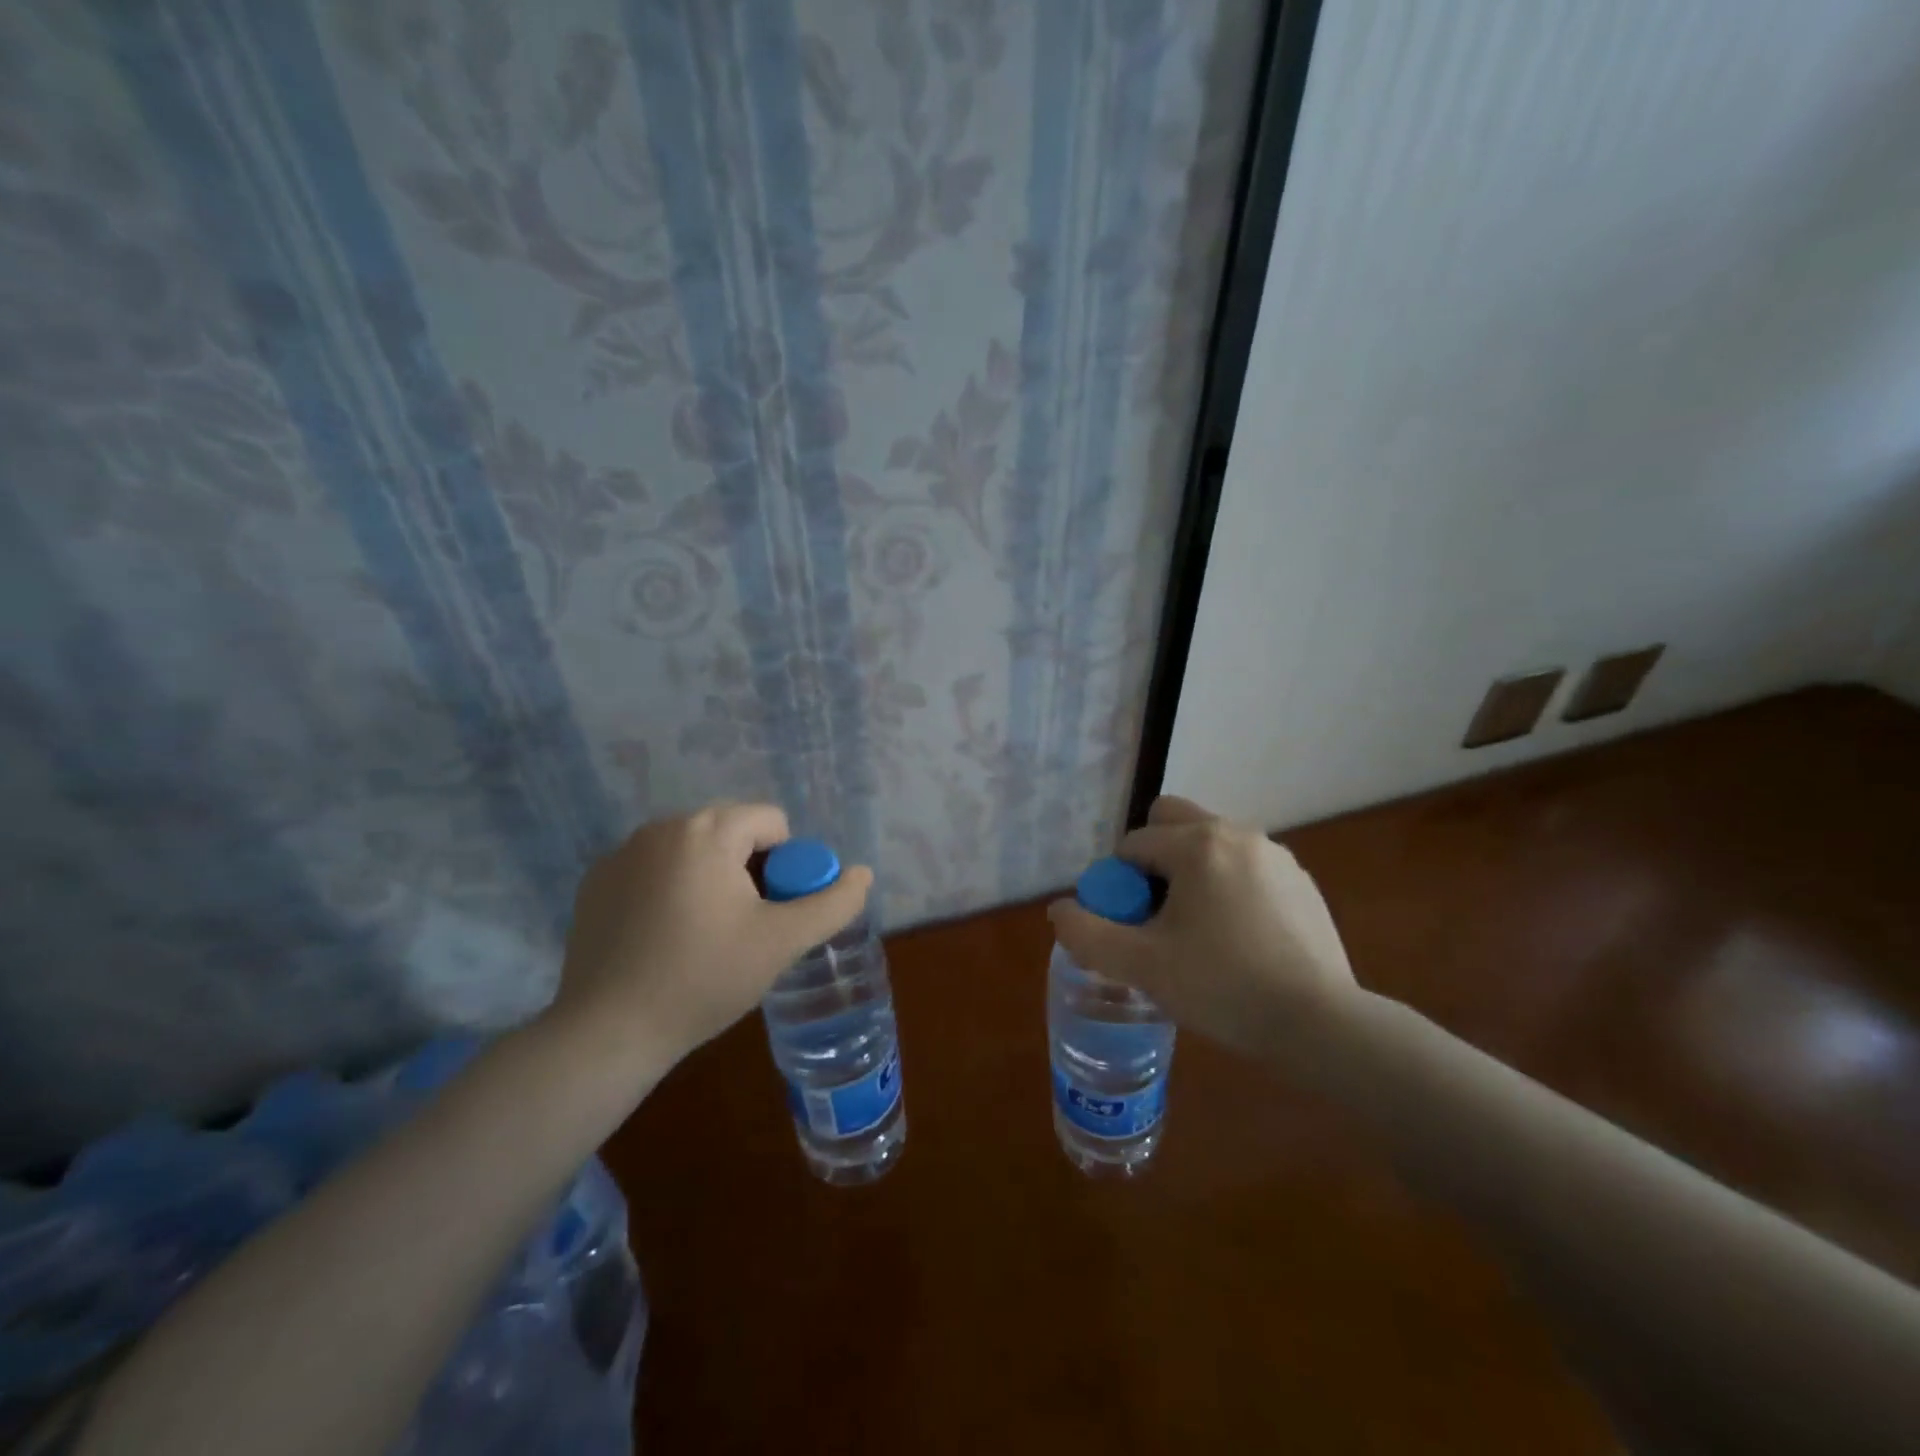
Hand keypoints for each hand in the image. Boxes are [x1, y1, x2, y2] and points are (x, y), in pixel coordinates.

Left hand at [547, 803, 873, 1077]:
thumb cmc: (704, 978)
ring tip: (705, 936)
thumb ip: (832, 903)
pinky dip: (671, 890)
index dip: (786, 866)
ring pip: (694, 851)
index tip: (771, 914)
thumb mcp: (782, 942)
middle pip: (732, 832)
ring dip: (712, 879)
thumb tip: (863, 873)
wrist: (607, 1033)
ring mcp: (622, 853)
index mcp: (707, 830)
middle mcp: (662, 827)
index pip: (772, 823)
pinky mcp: (597, 882)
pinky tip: (664, 939)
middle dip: (749, 871)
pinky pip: (655, 869)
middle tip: (744, 927)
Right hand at [1046, 795, 1358, 1060]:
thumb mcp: (1141, 966)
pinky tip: (1237, 939)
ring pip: (1211, 843)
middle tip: (1156, 913)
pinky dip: (1228, 887)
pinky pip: (1246, 867)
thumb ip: (1087, 934)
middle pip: (1172, 820)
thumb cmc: (1223, 987)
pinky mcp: (1301, 882)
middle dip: (1152, 857)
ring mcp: (1276, 855)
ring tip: (1196, 930)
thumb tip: (1060, 909)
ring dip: (1190, 872)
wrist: (1321, 1024)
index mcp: (1197, 844)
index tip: (1128, 925)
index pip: (1133, 844)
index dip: (1118, 883)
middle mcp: (1237, 833)